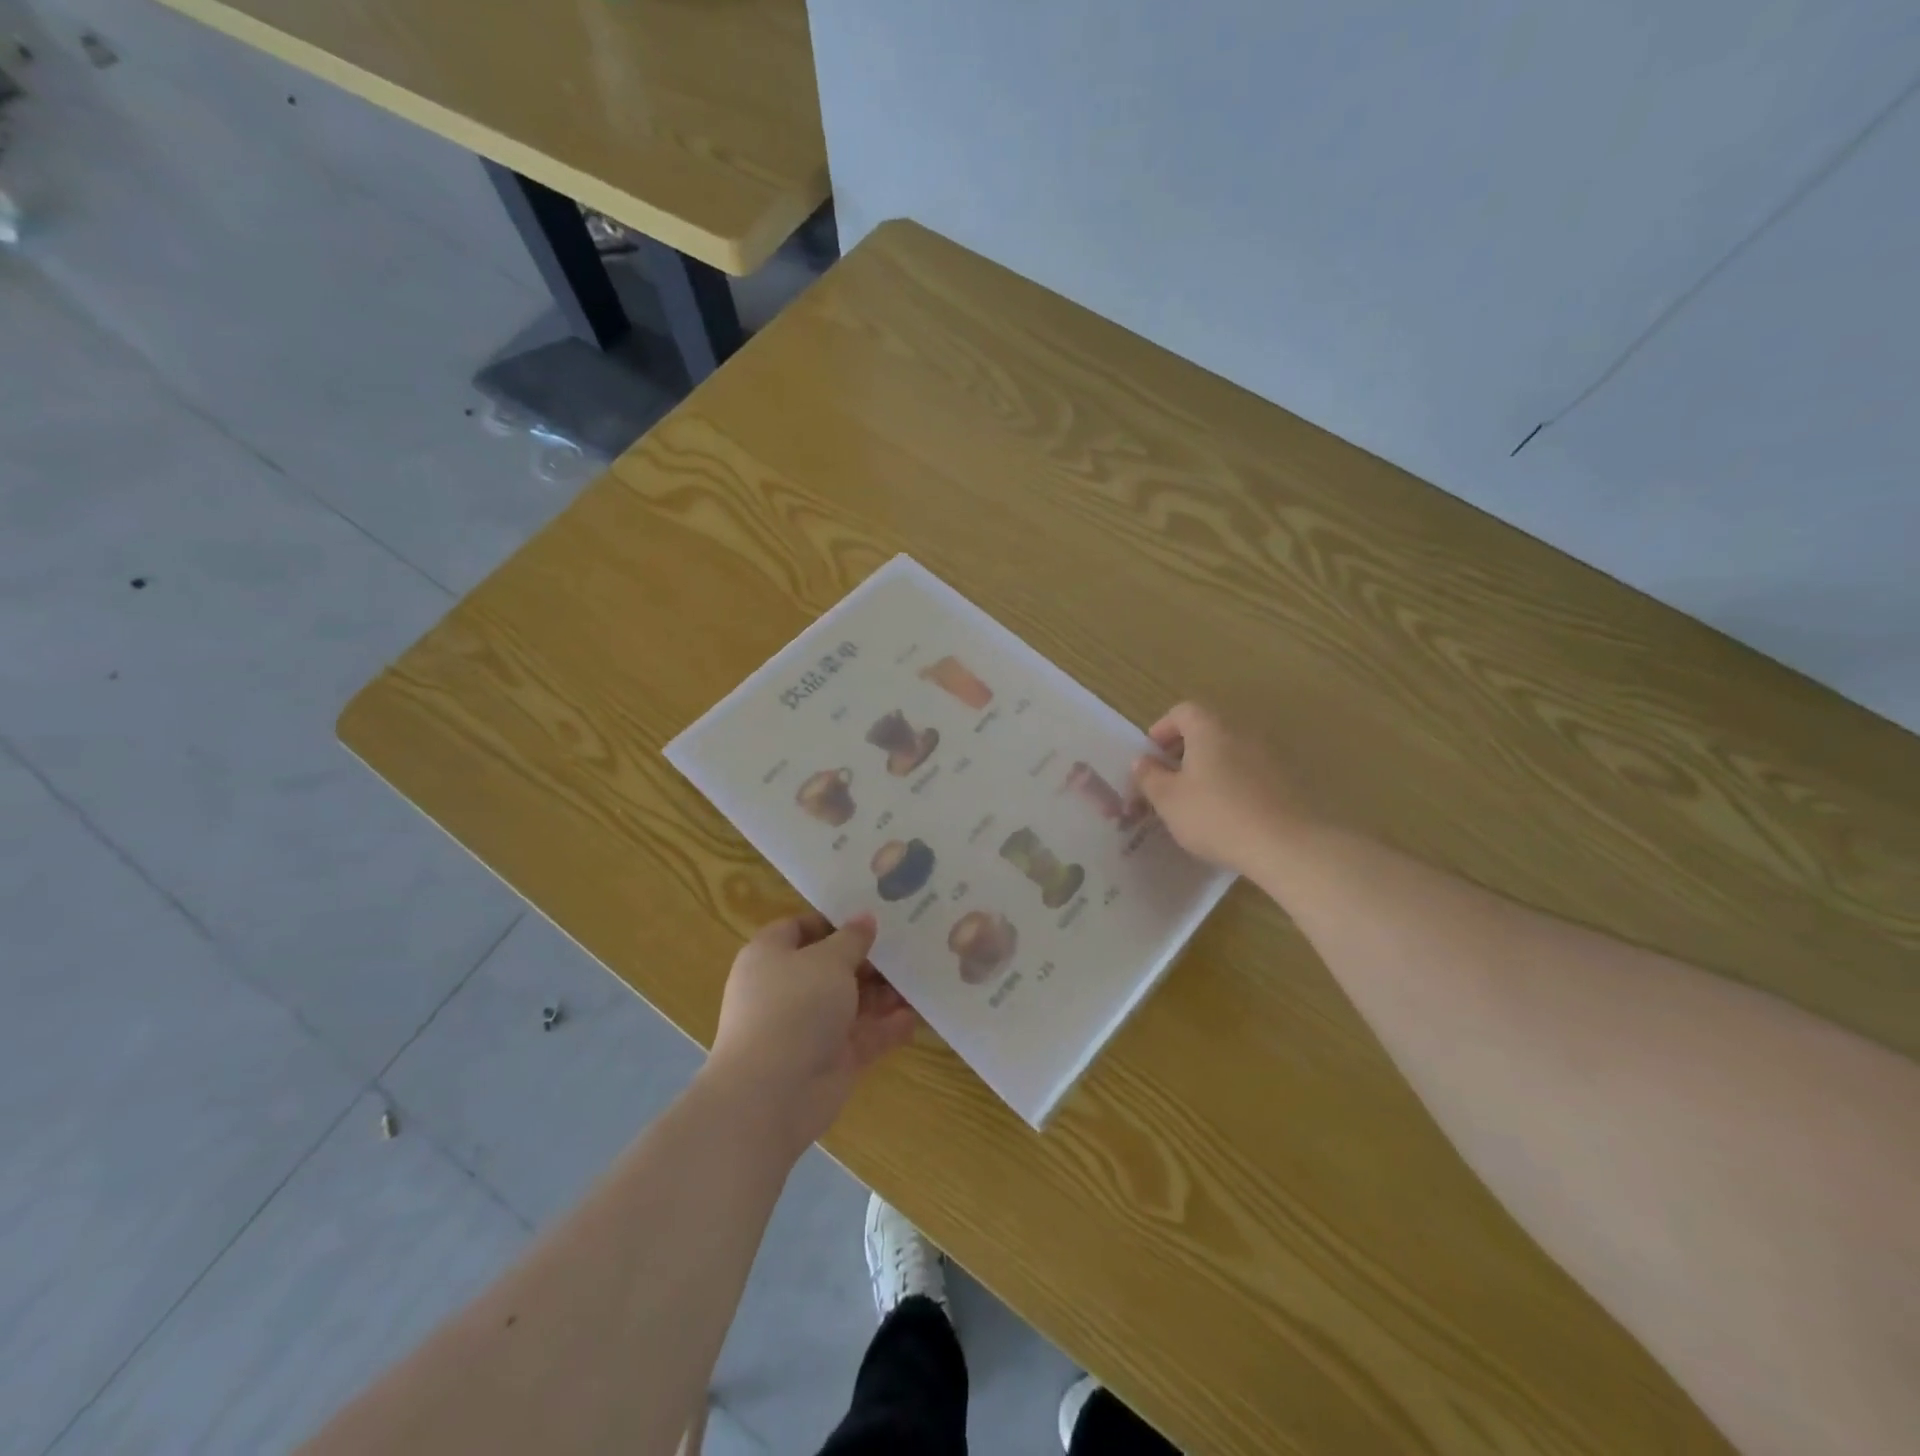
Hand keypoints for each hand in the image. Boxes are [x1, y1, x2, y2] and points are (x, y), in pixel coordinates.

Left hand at [705, 912, 917, 1151]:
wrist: (771, 1095)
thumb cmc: (793, 1008)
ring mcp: (808, 1028)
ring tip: (920, 977)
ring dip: (884, 992)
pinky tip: (916, 1016)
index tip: (872, 916)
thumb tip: (865, 918)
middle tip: (907, 944)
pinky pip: (864, 1037)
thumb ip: (852, 939)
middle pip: (831, 966)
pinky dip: (888, 1027)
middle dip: (868, 958)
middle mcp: (787, 990)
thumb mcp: (828, 960)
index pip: (799, 928)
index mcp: (770, 957)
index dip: (833, 921)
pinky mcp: (830, 1060)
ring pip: (851, 1002)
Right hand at [1132, 702, 1301, 876]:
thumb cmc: (1216, 816)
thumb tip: (1143, 760)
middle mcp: (1242, 731)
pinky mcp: (1288, 778)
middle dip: (1184, 751)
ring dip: (1210, 768)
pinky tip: (1228, 813)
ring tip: (1197, 800)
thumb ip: (1150, 776)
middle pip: (1207, 729)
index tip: (1151, 757)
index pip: (1182, 711)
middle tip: (1169, 781)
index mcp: (1210, 728)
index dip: (1162, 730)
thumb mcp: (1168, 800)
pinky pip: (1251, 771)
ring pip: (1230, 751)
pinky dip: (1234, 783)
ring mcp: (1269, 754)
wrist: (1287, 845)